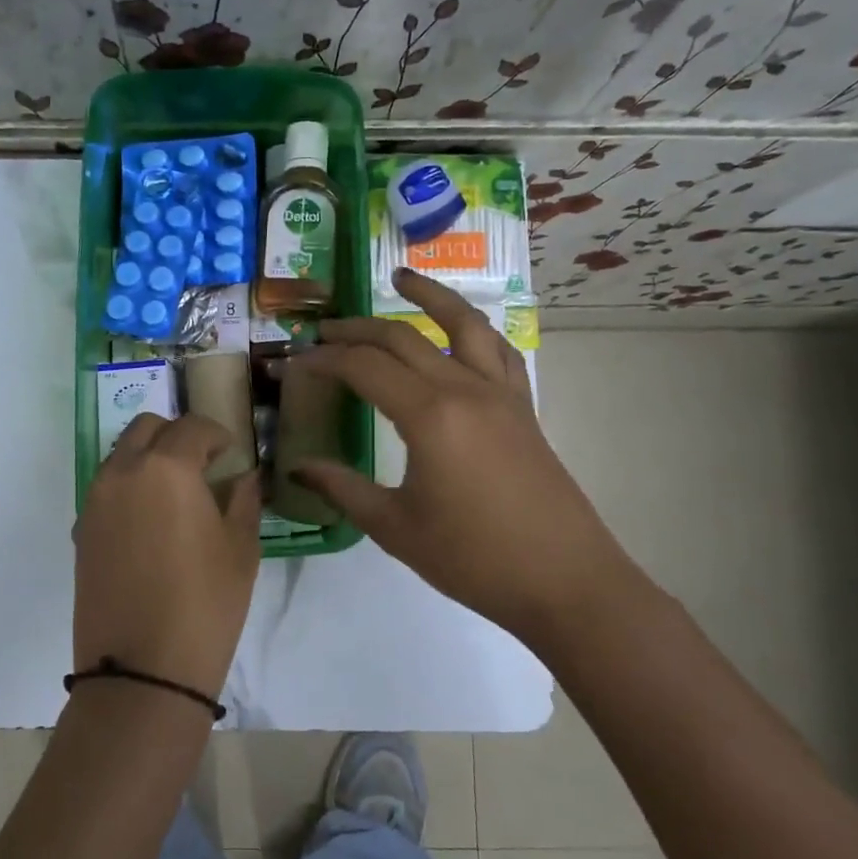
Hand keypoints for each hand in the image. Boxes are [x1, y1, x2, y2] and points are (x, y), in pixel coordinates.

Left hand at [74, 414, 262, 699]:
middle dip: (176, 435)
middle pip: (146, 428)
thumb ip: (244, 500)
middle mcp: (122, 473)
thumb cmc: (205, 605)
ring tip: (176, 493)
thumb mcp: (240, 550)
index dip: (216, 434)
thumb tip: (244, 477)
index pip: (191, 427)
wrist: (141, 671)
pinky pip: (106, 489)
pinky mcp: (81, 532)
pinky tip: (150, 523)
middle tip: (202, 464)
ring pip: (120, 456)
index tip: (231, 453)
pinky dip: (128, 488)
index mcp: (166, 468)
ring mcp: (95, 502)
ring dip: (148, 459)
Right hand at [290, 268, 639, 634]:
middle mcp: (464, 388)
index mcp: (429, 415)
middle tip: (320, 332)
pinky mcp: (523, 407)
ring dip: (429, 296)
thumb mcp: (395, 527)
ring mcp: (500, 393)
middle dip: (355, 330)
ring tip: (401, 277)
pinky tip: (462, 329)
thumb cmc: (473, 559)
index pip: (363, 368)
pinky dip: (474, 330)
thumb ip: (342, 489)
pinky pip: (497, 351)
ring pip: (462, 324)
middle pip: (401, 338)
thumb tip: (297, 467)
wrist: (565, 581)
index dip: (322, 360)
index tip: (292, 364)